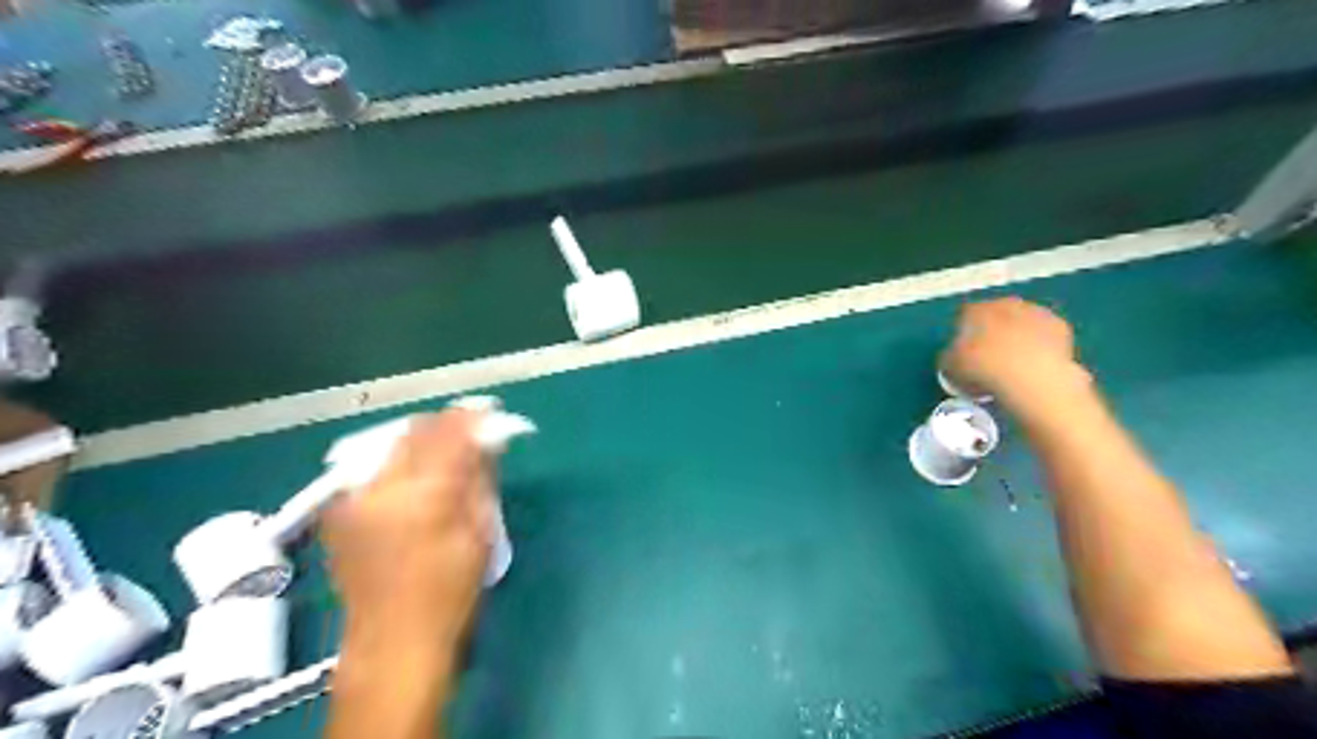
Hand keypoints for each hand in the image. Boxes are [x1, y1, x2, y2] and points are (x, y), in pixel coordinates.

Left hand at [322, 414, 496, 648]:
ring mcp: (353, 498)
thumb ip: (481, 478)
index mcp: (426, 495)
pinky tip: (411, 479)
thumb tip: (487, 441)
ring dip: (420, 441)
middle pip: (415, 431)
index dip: (471, 417)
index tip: (488, 412)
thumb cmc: (451, 592)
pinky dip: (395, 462)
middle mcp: (382, 488)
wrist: (392, 643)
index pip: (449, 433)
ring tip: (441, 454)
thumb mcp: (480, 533)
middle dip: (444, 425)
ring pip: (390, 444)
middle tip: (469, 433)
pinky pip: (370, 468)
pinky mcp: (337, 511)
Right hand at [935, 293, 1091, 409]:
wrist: (1032, 378)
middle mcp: (1005, 303)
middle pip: (995, 315)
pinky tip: (1034, 365)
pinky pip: (1042, 336)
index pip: (964, 315)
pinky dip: (1038, 346)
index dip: (962, 333)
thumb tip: (954, 356)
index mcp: (975, 310)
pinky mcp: (1060, 326)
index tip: (963, 352)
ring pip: (1020, 323)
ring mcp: (1035, 312)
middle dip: (992, 331)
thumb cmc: (983, 369)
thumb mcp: (950, 368)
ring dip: (1016, 337)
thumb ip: (949, 356)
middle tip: (988, 356)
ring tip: (1013, 363)